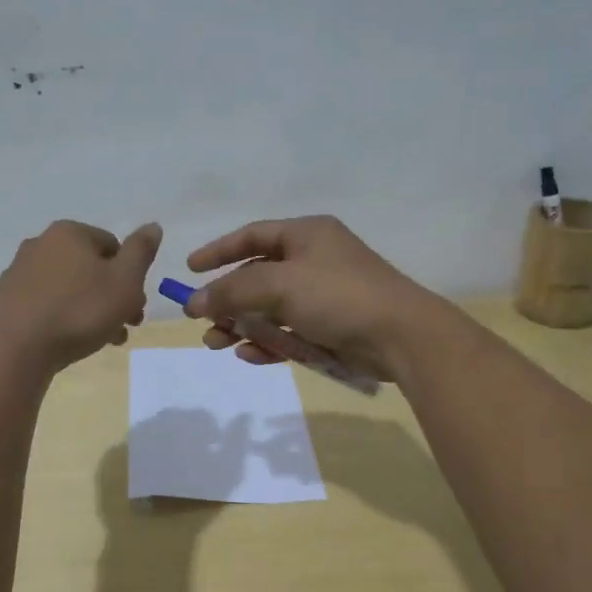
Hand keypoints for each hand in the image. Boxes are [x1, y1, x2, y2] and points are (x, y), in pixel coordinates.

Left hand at [0, 220, 161, 372]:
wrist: (15, 349)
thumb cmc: (79, 311)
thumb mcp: (124, 281)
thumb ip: (141, 251)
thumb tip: (152, 226)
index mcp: (70, 233)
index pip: (113, 246)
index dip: (131, 276)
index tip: (136, 306)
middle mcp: (40, 244)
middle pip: (90, 268)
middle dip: (111, 296)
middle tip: (124, 327)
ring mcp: (18, 272)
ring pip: (68, 288)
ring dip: (90, 310)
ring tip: (101, 340)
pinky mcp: (5, 300)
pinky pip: (45, 304)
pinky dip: (62, 318)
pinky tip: (68, 341)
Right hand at [184, 216, 449, 381]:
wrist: (401, 336)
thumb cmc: (338, 296)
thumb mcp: (279, 285)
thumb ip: (233, 291)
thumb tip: (194, 302)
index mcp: (306, 235)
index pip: (252, 236)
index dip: (219, 251)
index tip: (190, 270)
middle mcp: (314, 260)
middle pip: (257, 276)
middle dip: (227, 299)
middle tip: (200, 320)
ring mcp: (323, 295)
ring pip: (270, 308)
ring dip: (242, 325)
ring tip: (216, 344)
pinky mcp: (331, 327)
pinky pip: (289, 332)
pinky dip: (268, 343)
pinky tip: (250, 356)